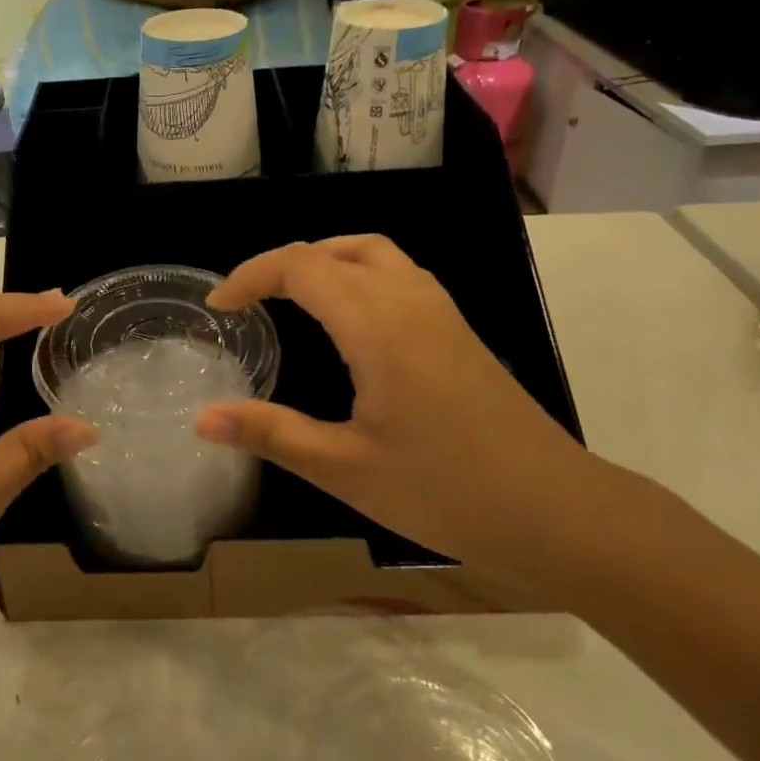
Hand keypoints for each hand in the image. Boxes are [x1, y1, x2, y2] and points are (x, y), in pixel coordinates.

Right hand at [196, 236, 599, 581]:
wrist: (557, 511)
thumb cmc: (445, 491)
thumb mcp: (345, 468)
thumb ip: (271, 433)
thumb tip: (202, 418)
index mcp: (377, 325)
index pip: (300, 267)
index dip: (250, 276)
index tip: (218, 306)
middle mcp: (409, 300)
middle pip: (334, 250)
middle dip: (281, 265)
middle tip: (248, 300)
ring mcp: (441, 311)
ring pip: (373, 253)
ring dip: (324, 260)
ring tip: (290, 296)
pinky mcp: (458, 329)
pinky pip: (398, 273)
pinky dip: (357, 273)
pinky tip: (349, 319)